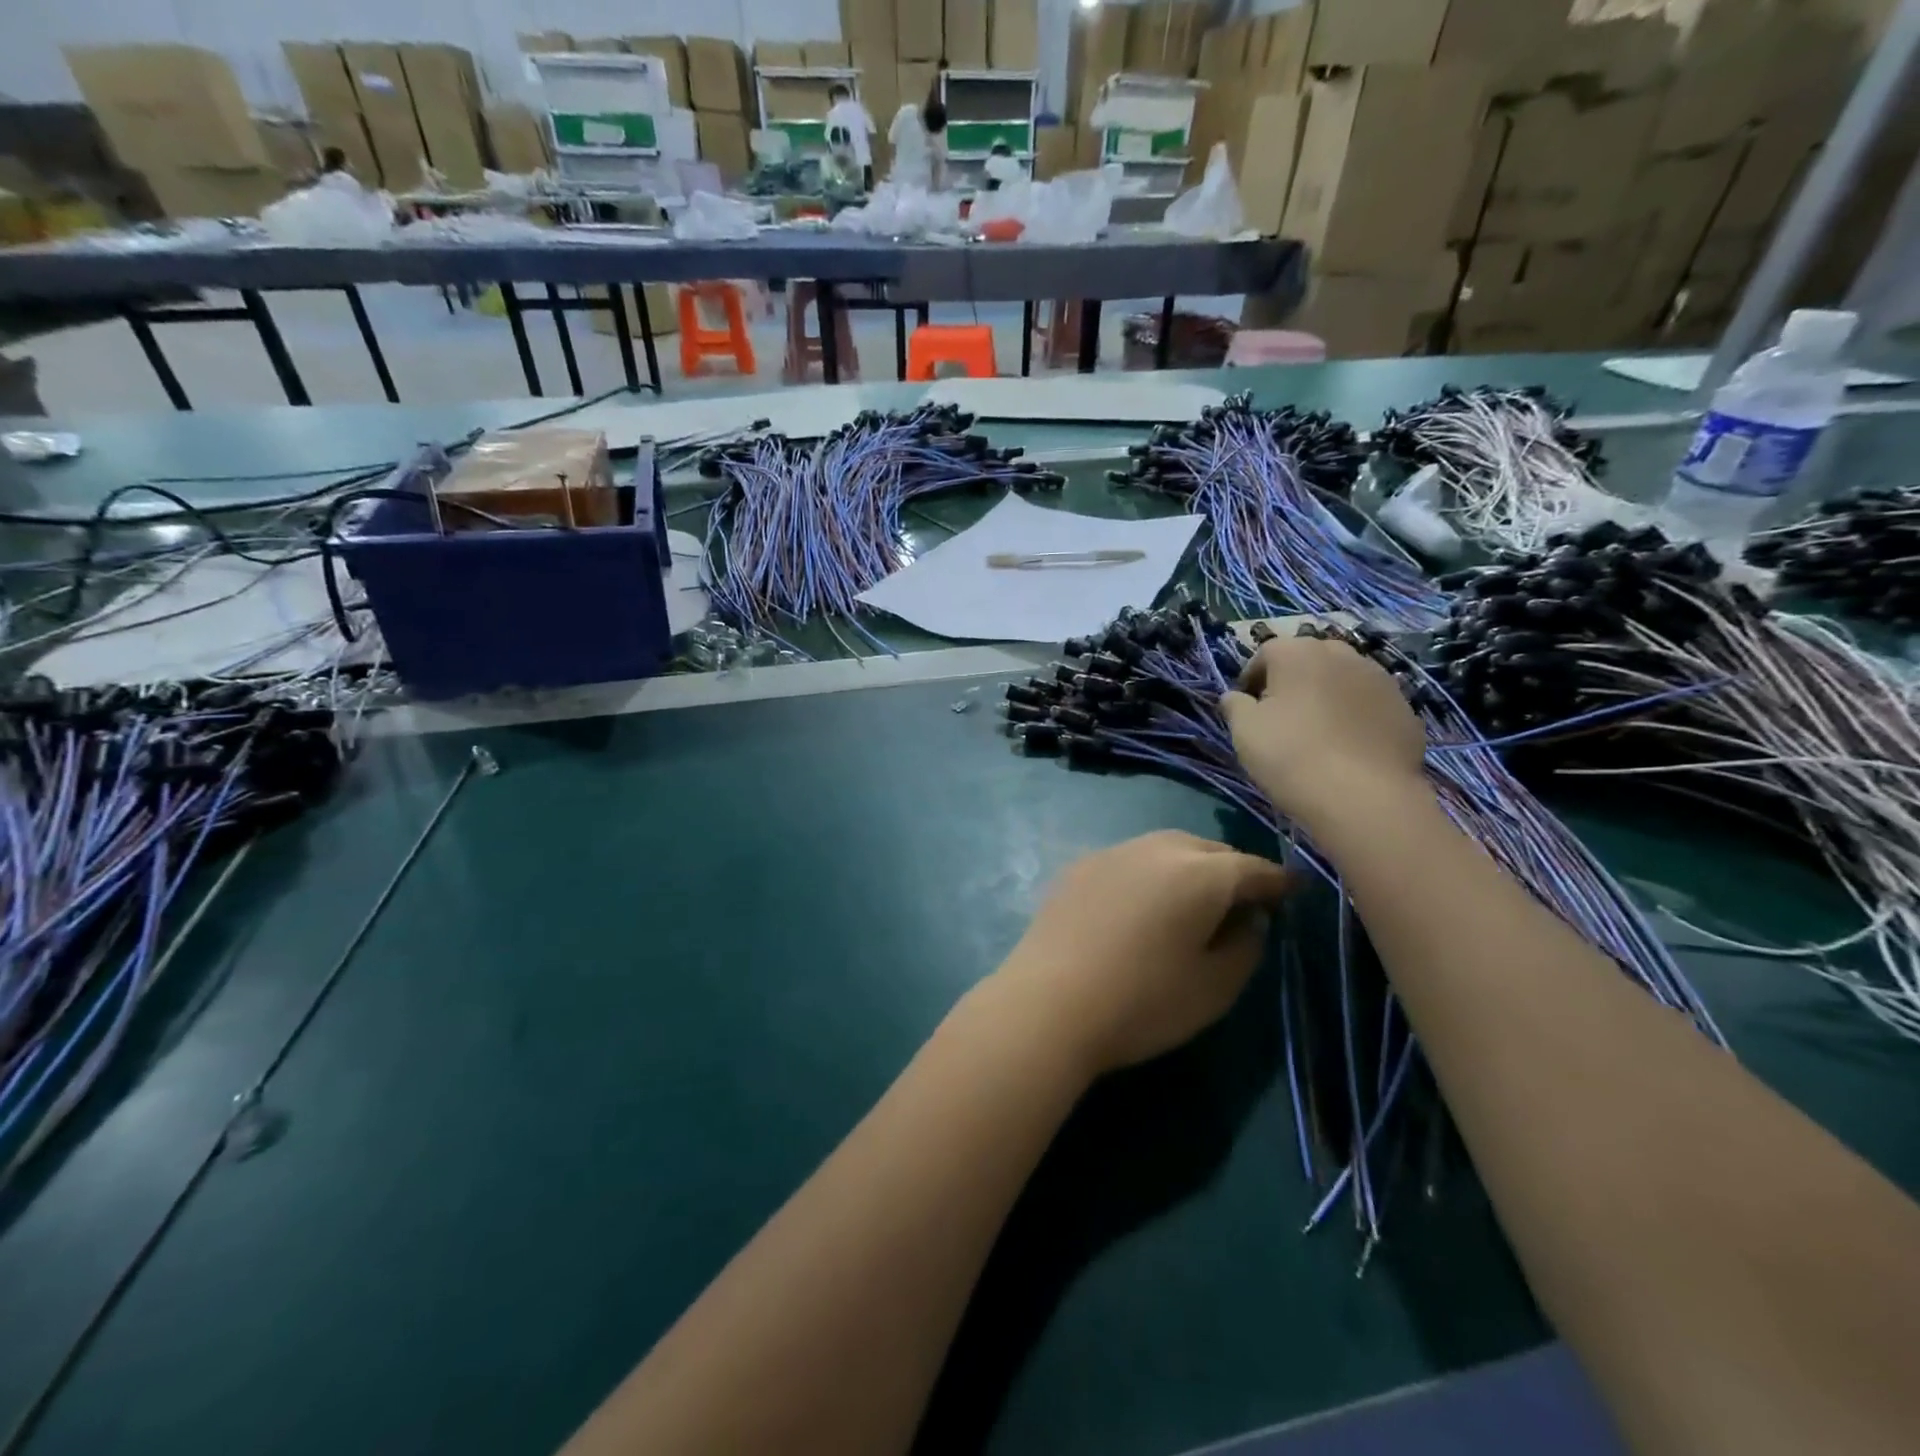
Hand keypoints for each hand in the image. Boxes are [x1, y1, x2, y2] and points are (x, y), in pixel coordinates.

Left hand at [993, 831, 1292, 1076]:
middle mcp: (1157, 848)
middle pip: (1208, 850)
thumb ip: (1246, 945)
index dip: (1278, 882)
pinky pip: (1130, 860)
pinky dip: (1149, 873)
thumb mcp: (1215, 987)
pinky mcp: (1079, 866)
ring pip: (1166, 848)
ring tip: (1194, 900)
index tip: (1293, 892)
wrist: (1048, 1002)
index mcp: (1200, 873)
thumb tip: (1248, 918)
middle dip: (1232, 870)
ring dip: (1189, 867)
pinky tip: (1143, 903)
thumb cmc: (1143, 1002)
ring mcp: (1113, 852)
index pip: (1253, 869)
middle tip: (1243, 901)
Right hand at [1218, 634, 1429, 831]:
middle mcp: (1342, 654)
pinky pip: (1369, 703)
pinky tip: (1347, 746)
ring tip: (1317, 730)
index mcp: (1298, 652)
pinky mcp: (1405, 707)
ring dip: (1327, 695)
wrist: (1364, 796)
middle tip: (1281, 715)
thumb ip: (1235, 706)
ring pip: (1343, 678)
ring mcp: (1380, 678)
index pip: (1266, 653)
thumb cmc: (1291, 755)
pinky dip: (1355, 715)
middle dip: (1292, 680)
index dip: (1251, 678)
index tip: (1247, 706)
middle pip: (1309, 659)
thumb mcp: (1244, 731)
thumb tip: (1234, 696)